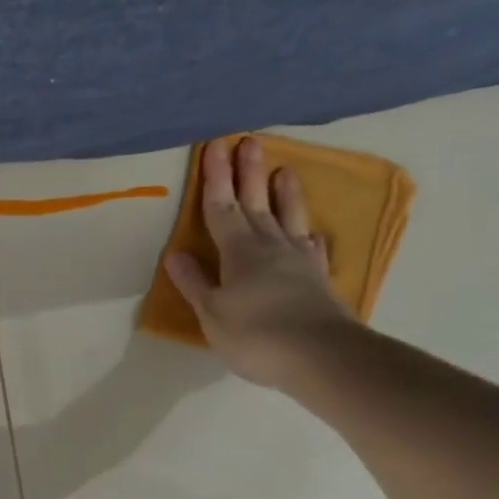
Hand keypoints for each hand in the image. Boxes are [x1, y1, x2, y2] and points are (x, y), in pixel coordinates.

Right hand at [164, 137, 355, 387]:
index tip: (214, 146)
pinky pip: (311, 247)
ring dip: (284, 194)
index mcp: (238, 252)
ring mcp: (298, 261)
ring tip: (284, 170)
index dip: (215, 178)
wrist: (323, 356)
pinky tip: (309, 232)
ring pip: (287, 218)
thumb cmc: (256, 335)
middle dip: (248, 174)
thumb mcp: (212, 313)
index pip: (221, 208)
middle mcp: (269, 247)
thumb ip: (195, 283)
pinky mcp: (318, 279)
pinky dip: (307, 235)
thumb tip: (176, 254)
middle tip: (249, 142)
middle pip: (255, 203)